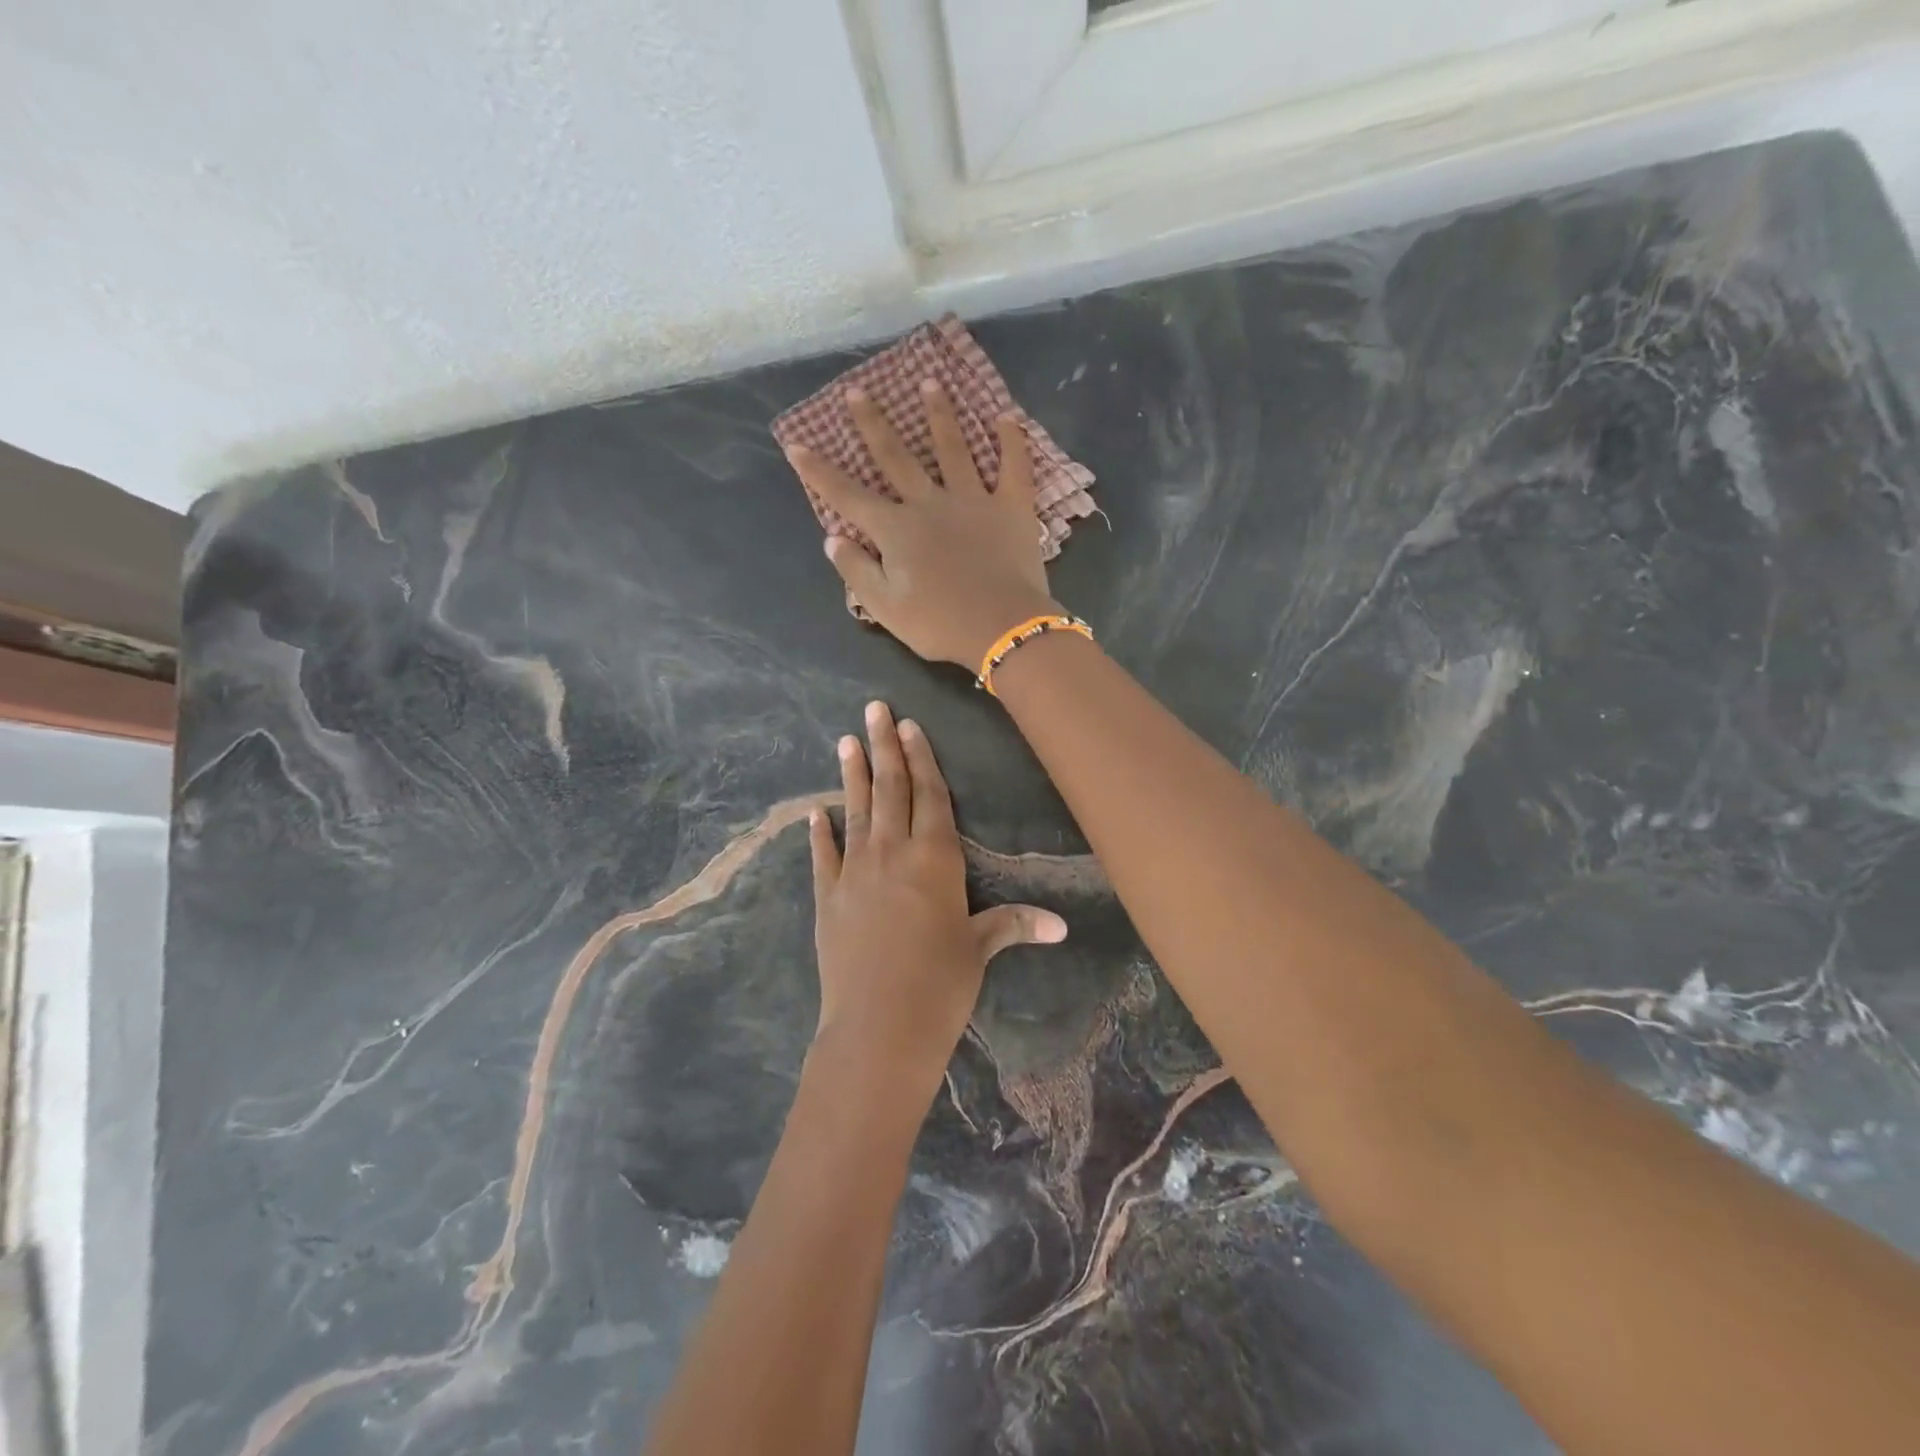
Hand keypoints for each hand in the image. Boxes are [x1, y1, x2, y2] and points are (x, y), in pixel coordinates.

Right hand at [785, 381, 1062, 668]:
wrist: (1002, 628)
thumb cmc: (940, 624)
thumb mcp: (885, 608)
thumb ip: (857, 571)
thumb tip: (833, 538)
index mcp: (896, 530)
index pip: (848, 496)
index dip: (820, 472)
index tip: (797, 444)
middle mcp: (929, 503)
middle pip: (896, 457)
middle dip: (873, 423)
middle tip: (858, 390)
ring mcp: (973, 501)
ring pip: (953, 448)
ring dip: (940, 414)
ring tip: (930, 382)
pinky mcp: (1011, 508)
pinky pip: (1013, 467)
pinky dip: (1012, 441)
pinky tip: (1008, 416)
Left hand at [808, 701, 1066, 1099]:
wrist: (877, 1030)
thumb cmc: (940, 986)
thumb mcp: (979, 950)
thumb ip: (1013, 924)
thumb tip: (1063, 926)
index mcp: (934, 859)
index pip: (930, 796)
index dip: (921, 759)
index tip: (910, 725)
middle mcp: (892, 854)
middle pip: (890, 789)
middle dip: (884, 746)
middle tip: (873, 708)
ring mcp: (854, 874)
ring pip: (855, 811)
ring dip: (851, 774)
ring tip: (846, 739)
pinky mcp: (827, 899)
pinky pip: (824, 856)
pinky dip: (819, 832)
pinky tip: (815, 812)